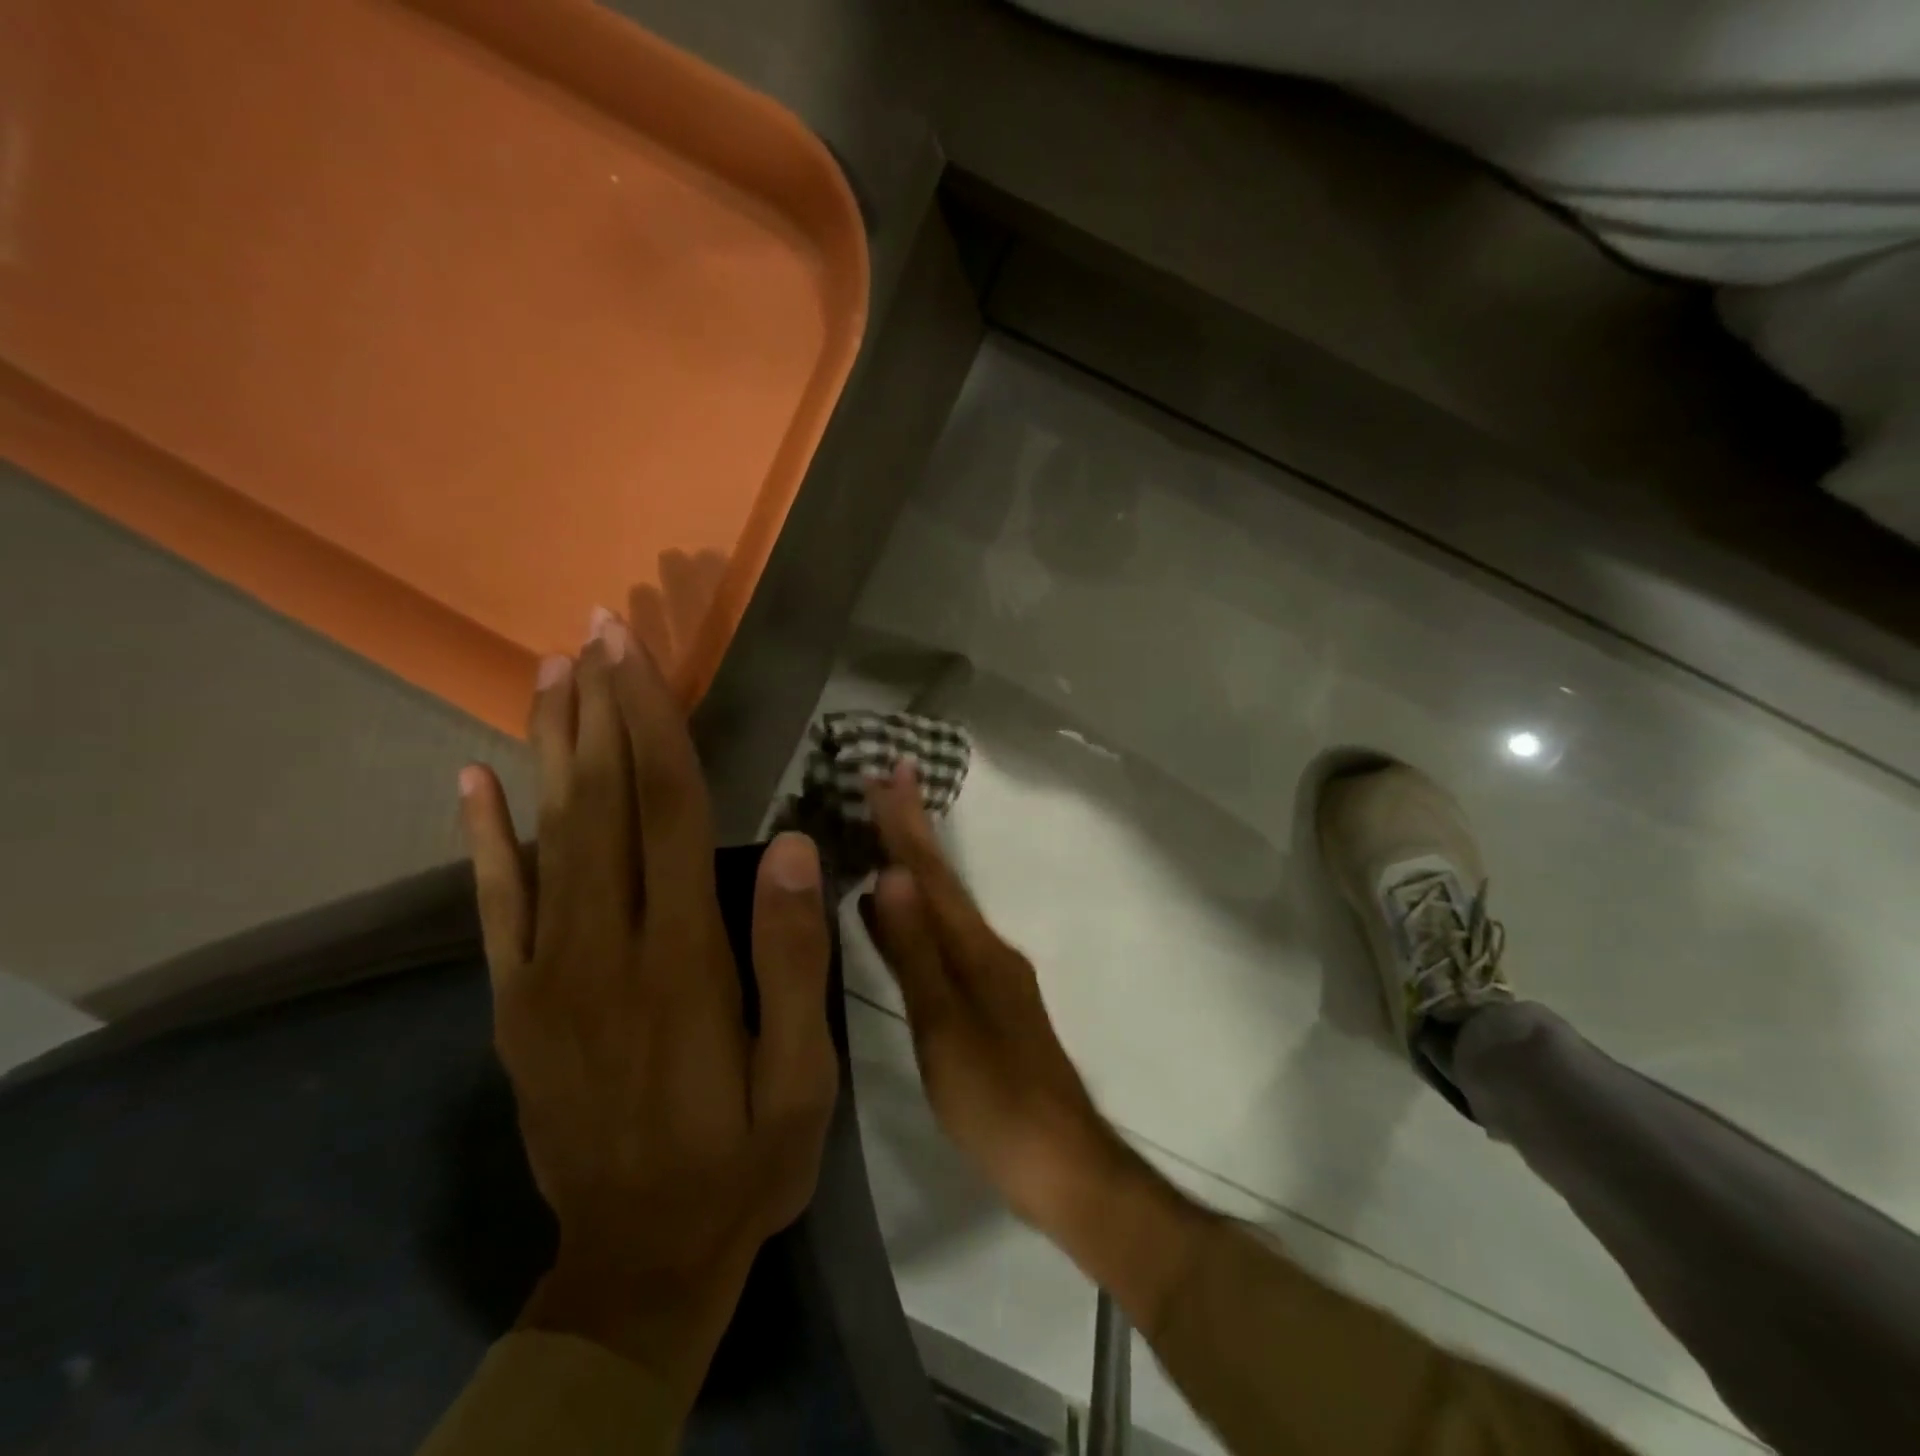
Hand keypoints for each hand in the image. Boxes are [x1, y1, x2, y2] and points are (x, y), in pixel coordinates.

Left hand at [458, 611, 837, 1413]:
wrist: (639, 1261)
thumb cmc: (742, 1160)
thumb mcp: (801, 1076)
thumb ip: (790, 958)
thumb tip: (787, 846)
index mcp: (681, 959)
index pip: (666, 811)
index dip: (654, 725)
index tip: (639, 656)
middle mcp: (604, 948)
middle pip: (600, 804)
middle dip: (600, 708)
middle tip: (595, 631)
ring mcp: (547, 975)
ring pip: (546, 836)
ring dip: (550, 747)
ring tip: (550, 673)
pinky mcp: (516, 1004)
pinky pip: (495, 906)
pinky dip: (482, 837)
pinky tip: (473, 779)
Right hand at [860, 762, 1208, 1326]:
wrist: (1063, 1166)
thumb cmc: (997, 1102)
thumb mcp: (945, 1028)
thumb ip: (916, 953)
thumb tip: (891, 876)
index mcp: (976, 950)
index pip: (931, 875)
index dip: (907, 824)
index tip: (889, 771)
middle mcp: (988, 950)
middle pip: (941, 882)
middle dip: (913, 832)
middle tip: (885, 785)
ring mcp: (993, 977)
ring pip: (944, 909)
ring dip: (915, 869)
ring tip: (885, 837)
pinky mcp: (990, 1005)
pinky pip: (945, 940)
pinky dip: (919, 917)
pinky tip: (900, 920)